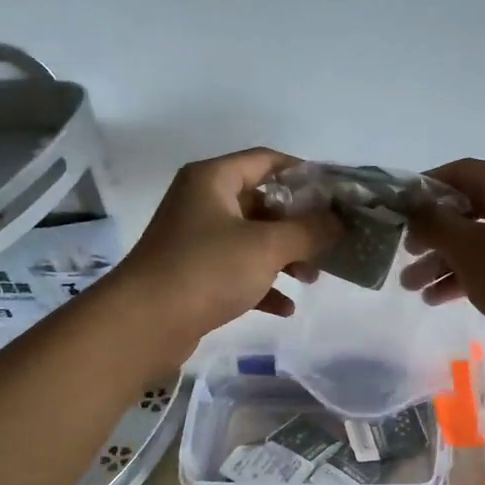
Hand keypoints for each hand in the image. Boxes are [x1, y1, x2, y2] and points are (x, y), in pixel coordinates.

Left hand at [110, 149, 341, 356]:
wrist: (144, 323)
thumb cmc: (207, 269)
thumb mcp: (267, 246)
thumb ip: (310, 231)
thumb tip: (340, 222)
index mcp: (213, 179)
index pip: (268, 161)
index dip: (305, 175)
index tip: (337, 196)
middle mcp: (203, 203)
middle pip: (263, 203)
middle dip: (299, 225)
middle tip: (330, 242)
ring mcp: (197, 241)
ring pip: (253, 240)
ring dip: (286, 257)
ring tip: (313, 278)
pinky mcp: (195, 276)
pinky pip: (239, 272)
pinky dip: (263, 285)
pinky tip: (286, 307)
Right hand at [401, 159, 484, 359]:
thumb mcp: (471, 249)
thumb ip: (435, 223)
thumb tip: (413, 205)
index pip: (458, 172)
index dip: (423, 189)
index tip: (396, 213)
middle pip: (467, 209)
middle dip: (431, 235)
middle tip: (404, 257)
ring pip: (480, 240)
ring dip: (445, 261)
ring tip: (413, 288)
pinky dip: (470, 275)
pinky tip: (441, 298)